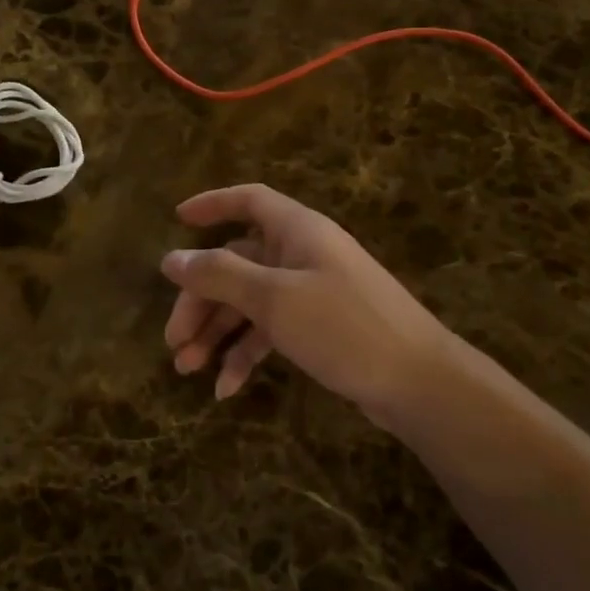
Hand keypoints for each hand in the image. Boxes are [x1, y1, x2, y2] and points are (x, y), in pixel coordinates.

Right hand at [161, 183, 457, 423]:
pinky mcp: (319, 328)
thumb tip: (171, 259)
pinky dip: (247, 354)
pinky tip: (226, 389)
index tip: (177, 220)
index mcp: (297, 231)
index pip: (249, 201)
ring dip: (217, 333)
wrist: (418, 381)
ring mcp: (312, 292)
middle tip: (173, 340)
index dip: (212, 204)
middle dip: (201, 300)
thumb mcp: (274, 299)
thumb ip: (220, 275)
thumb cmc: (344, 326)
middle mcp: (303, 254)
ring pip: (250, 302)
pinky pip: (271, 331)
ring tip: (188, 369)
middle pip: (238, 263)